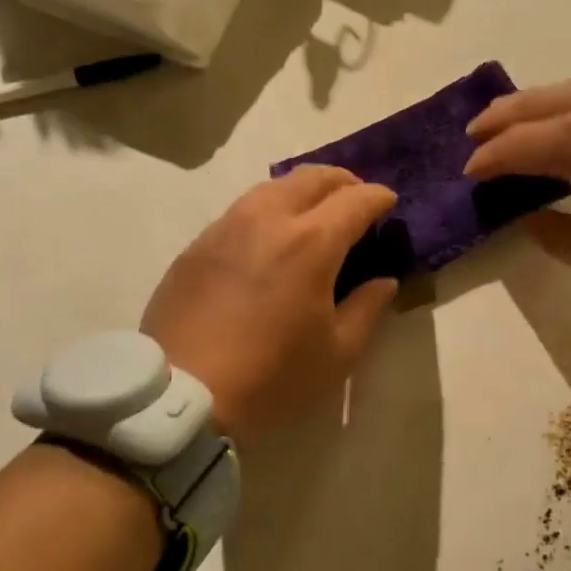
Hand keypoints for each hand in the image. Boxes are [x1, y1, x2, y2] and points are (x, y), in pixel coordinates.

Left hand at [142, 167, 399, 441]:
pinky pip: (241, 211)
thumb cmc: (271, 377)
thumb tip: (383, 281)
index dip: (379, 197)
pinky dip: (268, 212)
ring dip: (302, 192)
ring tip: (313, 215)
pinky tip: (269, 241)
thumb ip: (367, 309)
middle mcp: (268, 220)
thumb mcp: (337, 354)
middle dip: (343, 181)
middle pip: (312, 177)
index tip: (389, 204)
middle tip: (356, 200)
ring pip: (272, 187)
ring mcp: (226, 227)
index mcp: (311, 243)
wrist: (181, 393)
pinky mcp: (197, 245)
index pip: (355, 199)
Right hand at [464, 80, 570, 292]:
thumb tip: (533, 217)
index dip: (486, 161)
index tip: (468, 175)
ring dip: (535, 106)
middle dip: (499, 119)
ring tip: (516, 122)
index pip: (515, 145)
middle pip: (535, 102)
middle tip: (475, 135)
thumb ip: (554, 235)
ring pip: (570, 89)